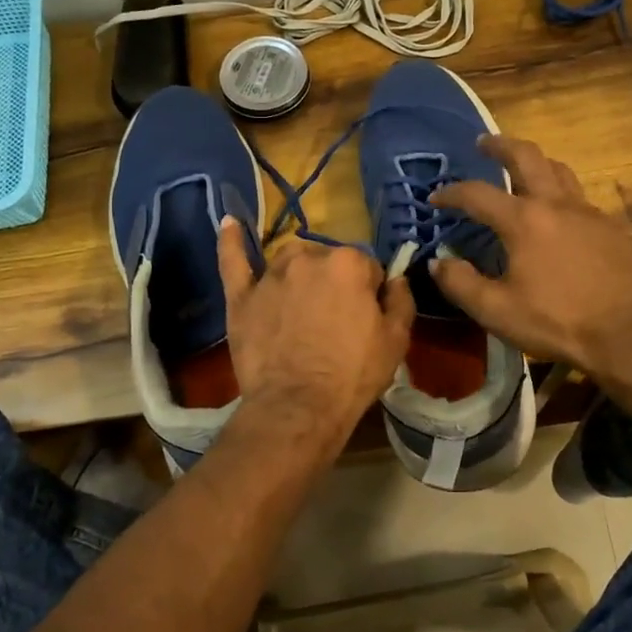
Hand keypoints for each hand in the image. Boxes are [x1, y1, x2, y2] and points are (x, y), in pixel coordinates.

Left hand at [217, 219, 413, 451]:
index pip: (367, 267)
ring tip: (302, 307)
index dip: (369, 294)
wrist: (298, 407)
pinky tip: (230, 223)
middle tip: (336, 322)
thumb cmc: (353, 374)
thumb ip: (401, 300)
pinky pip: (233, 260)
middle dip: (335, 284)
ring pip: (290, 261)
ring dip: (300, 274)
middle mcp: (308, 258)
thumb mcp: (396, 340)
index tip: (366, 319)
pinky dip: (231, 241)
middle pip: (328, 261)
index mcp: (349, 263)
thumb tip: (396, 278)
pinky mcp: (242, 296)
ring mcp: (271, 275)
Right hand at [430, 136, 631, 383]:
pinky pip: (579, 197)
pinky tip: (556, 214)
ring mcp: (588, 212)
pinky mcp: (610, 227)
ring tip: (521, 168)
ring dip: (535, 161)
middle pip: (526, 156)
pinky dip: (560, 192)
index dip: (451, 192)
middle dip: (500, 145)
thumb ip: (460, 283)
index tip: (435, 197)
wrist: (625, 336)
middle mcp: (556, 204)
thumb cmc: (556, 322)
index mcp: (524, 220)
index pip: (477, 193)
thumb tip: (438, 263)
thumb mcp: (495, 310)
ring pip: (559, 169)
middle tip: (483, 142)